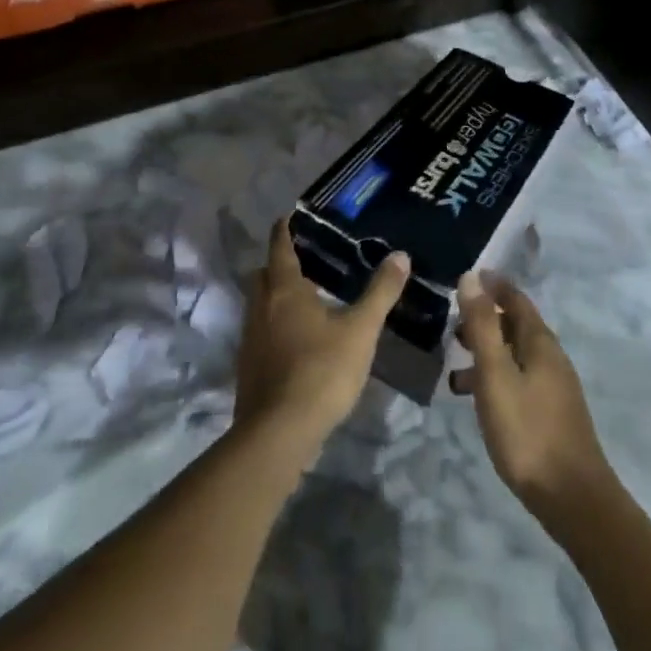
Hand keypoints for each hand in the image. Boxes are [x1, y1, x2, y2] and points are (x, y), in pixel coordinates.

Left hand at [235, 220, 409, 460]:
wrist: (278, 435)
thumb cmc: (321, 371)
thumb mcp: (360, 330)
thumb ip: (380, 292)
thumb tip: (401, 255)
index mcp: (284, 289)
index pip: (280, 246)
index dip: (285, 229)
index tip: (292, 215)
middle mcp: (261, 307)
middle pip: (264, 274)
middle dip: (280, 263)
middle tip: (308, 259)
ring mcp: (251, 339)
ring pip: (260, 304)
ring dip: (277, 296)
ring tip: (308, 298)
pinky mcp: (249, 368)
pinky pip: (261, 332)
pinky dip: (276, 325)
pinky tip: (299, 339)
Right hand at [451, 272, 611, 519]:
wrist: (572, 499)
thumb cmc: (528, 431)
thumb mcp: (496, 375)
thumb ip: (482, 326)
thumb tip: (471, 277)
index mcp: (540, 341)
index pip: (515, 298)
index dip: (492, 285)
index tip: (467, 277)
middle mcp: (551, 357)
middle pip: (516, 325)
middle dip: (485, 320)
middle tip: (452, 324)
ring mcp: (554, 387)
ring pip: (515, 355)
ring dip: (487, 352)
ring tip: (455, 366)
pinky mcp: (551, 413)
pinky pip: (518, 379)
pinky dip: (495, 377)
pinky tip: (477, 400)